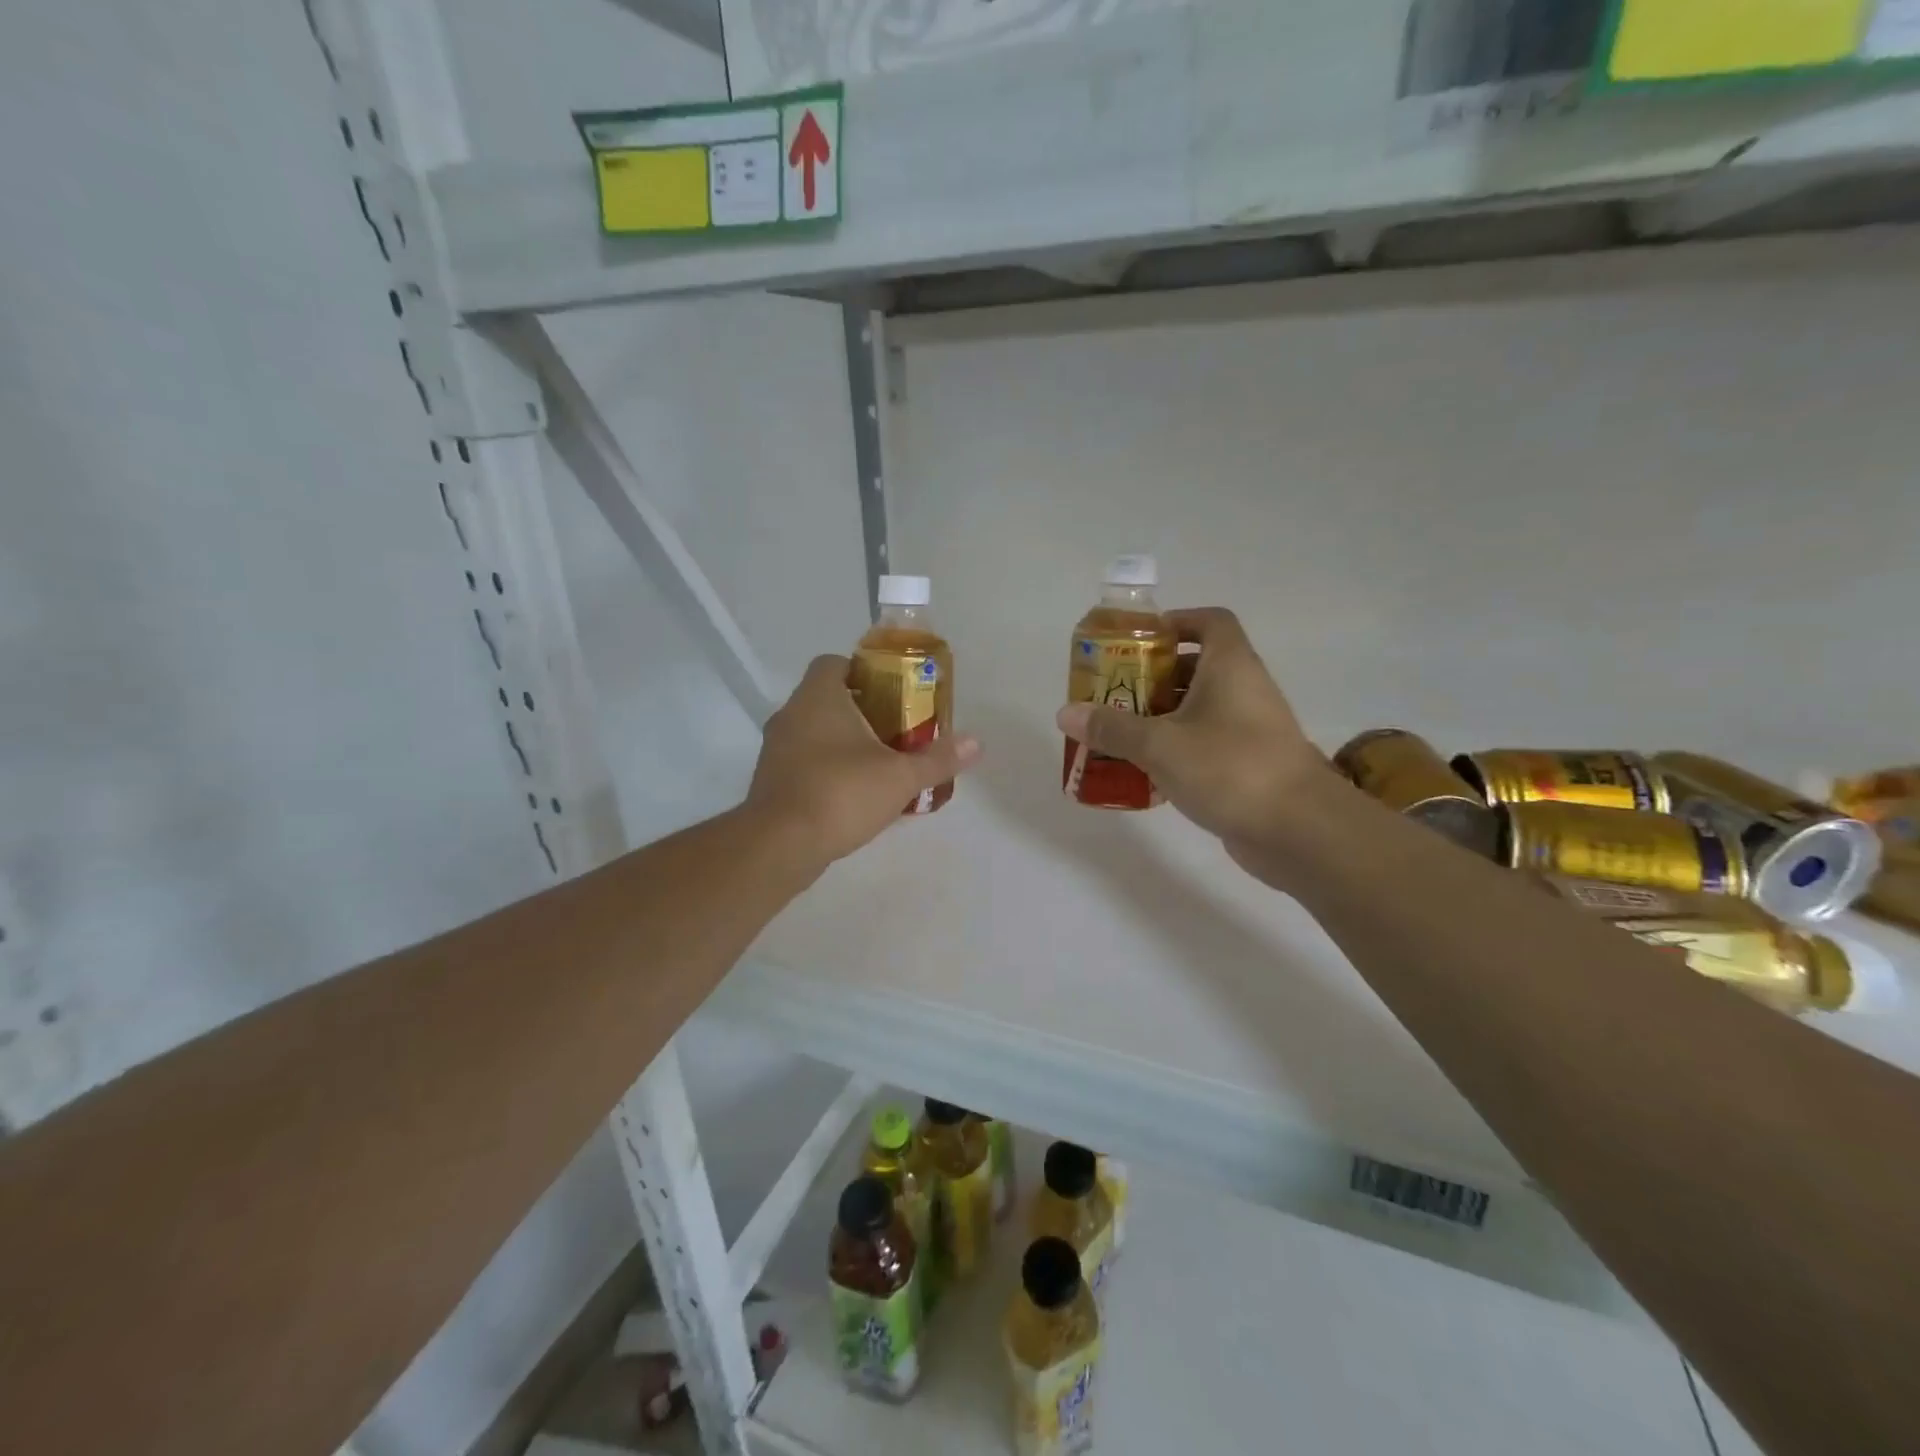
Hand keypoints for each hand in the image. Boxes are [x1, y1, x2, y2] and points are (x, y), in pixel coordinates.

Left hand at [748, 654, 979, 865]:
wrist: (779, 845)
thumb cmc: (841, 794)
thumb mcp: (900, 776)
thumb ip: (938, 759)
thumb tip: (977, 743)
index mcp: (818, 697)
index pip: (833, 662)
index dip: (863, 671)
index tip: (892, 693)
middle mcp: (791, 714)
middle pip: (828, 698)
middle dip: (862, 711)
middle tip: (897, 731)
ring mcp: (776, 749)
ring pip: (814, 732)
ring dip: (843, 743)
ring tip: (880, 764)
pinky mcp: (771, 780)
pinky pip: (804, 762)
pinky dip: (827, 769)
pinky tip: (853, 795)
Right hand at [1055, 608, 1327, 861]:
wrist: (1299, 829)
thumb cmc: (1229, 767)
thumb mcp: (1160, 744)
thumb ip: (1111, 728)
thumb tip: (1065, 713)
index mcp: (1229, 666)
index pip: (1209, 621)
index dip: (1176, 622)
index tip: (1138, 642)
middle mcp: (1244, 689)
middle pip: (1196, 667)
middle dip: (1152, 677)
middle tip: (1113, 693)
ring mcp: (1250, 728)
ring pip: (1199, 709)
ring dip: (1161, 717)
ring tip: (1119, 733)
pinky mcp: (1249, 764)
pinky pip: (1205, 744)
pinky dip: (1176, 749)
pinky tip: (1145, 771)